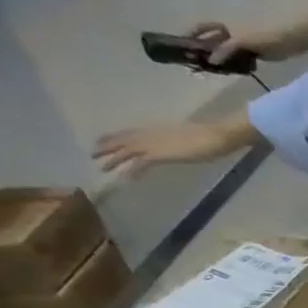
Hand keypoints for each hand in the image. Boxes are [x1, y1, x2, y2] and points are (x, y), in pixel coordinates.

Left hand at [92, 118, 253, 176]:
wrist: (214, 136)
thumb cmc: (208, 136)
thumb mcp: (188, 138)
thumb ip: (178, 141)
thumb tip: (176, 144)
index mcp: (158, 130)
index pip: (132, 133)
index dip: (117, 137)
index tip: (104, 140)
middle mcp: (152, 135)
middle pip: (124, 140)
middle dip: (108, 146)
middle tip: (93, 154)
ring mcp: (155, 144)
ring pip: (127, 150)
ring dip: (113, 158)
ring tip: (101, 166)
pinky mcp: (160, 154)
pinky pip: (141, 163)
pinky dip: (132, 170)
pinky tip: (125, 178)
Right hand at [187, 20, 288, 66]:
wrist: (289, 40)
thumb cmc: (265, 35)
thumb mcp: (242, 41)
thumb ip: (226, 49)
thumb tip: (210, 61)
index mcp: (225, 26)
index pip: (203, 28)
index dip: (191, 34)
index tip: (182, 46)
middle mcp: (230, 34)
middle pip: (212, 42)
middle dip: (204, 52)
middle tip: (196, 65)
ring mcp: (241, 45)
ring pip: (224, 53)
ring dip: (218, 62)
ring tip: (210, 72)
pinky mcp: (252, 55)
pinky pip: (237, 61)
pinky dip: (232, 67)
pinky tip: (228, 74)